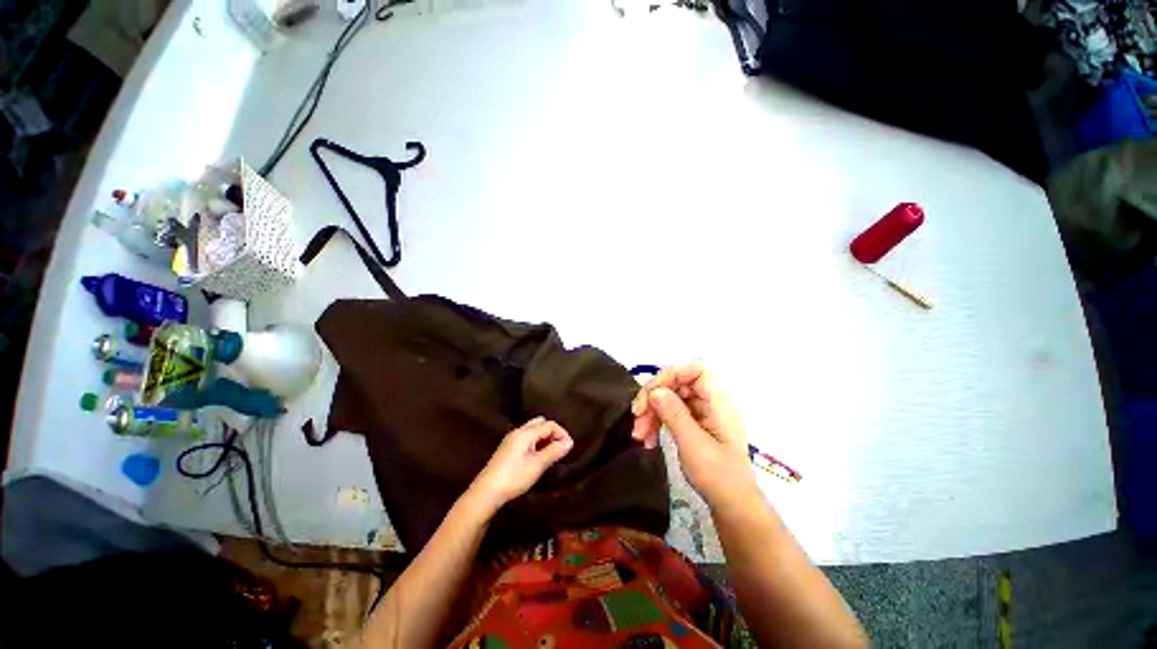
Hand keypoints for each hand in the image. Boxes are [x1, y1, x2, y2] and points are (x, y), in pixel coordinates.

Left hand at [467, 417, 573, 514]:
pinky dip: (536, 442)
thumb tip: (569, 442)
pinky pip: (526, 438)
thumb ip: (554, 451)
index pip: (549, 424)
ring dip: (544, 438)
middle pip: (540, 423)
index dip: (561, 433)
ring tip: (551, 454)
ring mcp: (511, 439)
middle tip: (559, 448)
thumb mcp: (537, 465)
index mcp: (525, 433)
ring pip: (533, 431)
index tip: (569, 448)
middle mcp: (518, 431)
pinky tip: (537, 457)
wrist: (486, 493)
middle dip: (552, 432)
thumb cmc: (514, 477)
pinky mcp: (507, 449)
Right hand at [631, 364, 757, 510]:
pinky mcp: (693, 425)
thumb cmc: (718, 476)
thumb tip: (654, 391)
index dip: (672, 375)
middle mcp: (709, 403)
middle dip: (654, 398)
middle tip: (637, 416)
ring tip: (638, 435)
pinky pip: (670, 414)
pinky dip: (656, 423)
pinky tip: (647, 439)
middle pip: (677, 385)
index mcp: (718, 403)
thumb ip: (674, 414)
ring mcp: (701, 414)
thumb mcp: (693, 445)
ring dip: (651, 413)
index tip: (652, 393)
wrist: (732, 507)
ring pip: (670, 399)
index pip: (696, 372)